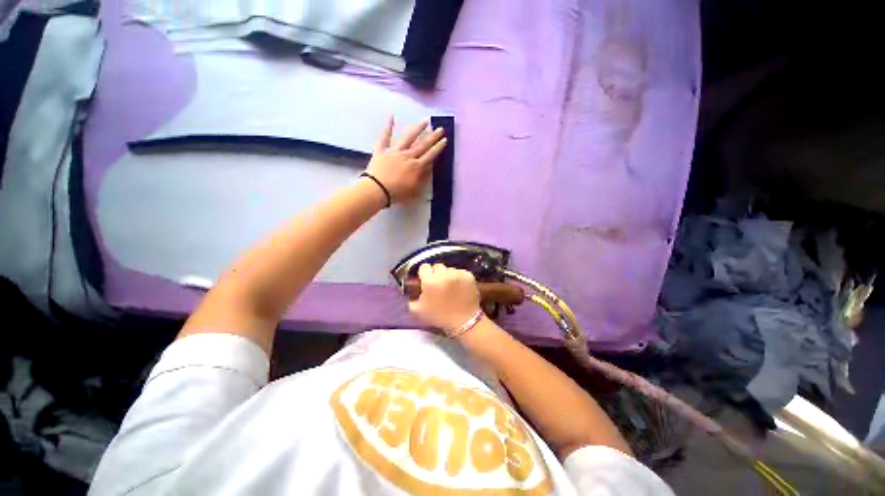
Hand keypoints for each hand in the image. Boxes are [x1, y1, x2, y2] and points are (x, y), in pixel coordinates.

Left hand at [364, 117, 446, 203]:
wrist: (377, 190)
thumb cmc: (396, 194)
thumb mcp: (415, 191)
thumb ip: (423, 179)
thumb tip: (429, 169)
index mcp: (416, 167)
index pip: (430, 155)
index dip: (438, 148)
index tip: (445, 140)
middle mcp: (407, 156)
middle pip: (422, 145)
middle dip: (432, 136)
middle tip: (440, 128)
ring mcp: (394, 151)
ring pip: (408, 137)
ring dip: (417, 128)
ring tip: (425, 121)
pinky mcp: (382, 150)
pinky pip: (385, 136)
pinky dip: (388, 126)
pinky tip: (391, 116)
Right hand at [408, 264, 480, 334]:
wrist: (465, 321)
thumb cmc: (440, 317)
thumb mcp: (420, 310)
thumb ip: (411, 298)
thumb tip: (410, 290)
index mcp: (430, 281)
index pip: (424, 267)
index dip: (425, 274)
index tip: (427, 280)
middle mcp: (443, 274)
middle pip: (437, 266)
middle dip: (436, 274)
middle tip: (438, 284)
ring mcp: (457, 273)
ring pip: (449, 269)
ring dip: (448, 275)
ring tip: (450, 287)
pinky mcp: (468, 275)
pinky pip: (460, 272)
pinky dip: (459, 278)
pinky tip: (460, 287)